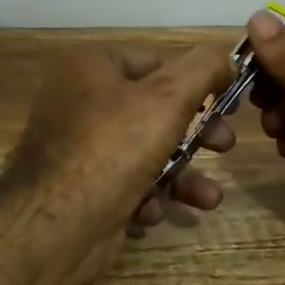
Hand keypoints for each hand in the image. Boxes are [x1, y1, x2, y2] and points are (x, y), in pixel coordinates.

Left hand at [4, 41, 237, 253]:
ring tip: (209, 198)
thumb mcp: (168, 98)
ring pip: (145, 154)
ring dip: (182, 176)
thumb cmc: (113, 148)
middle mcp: (79, 102)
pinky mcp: (81, 190)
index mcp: (89, 67)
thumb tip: (226, 57)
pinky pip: (125, 185)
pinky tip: (154, 212)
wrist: (55, 227)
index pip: (155, 62)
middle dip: (196, 133)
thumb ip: (203, 69)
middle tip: (225, 146)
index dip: (196, 80)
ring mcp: (78, 149)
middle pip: (154, 110)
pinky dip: (147, 198)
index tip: (229, 102)